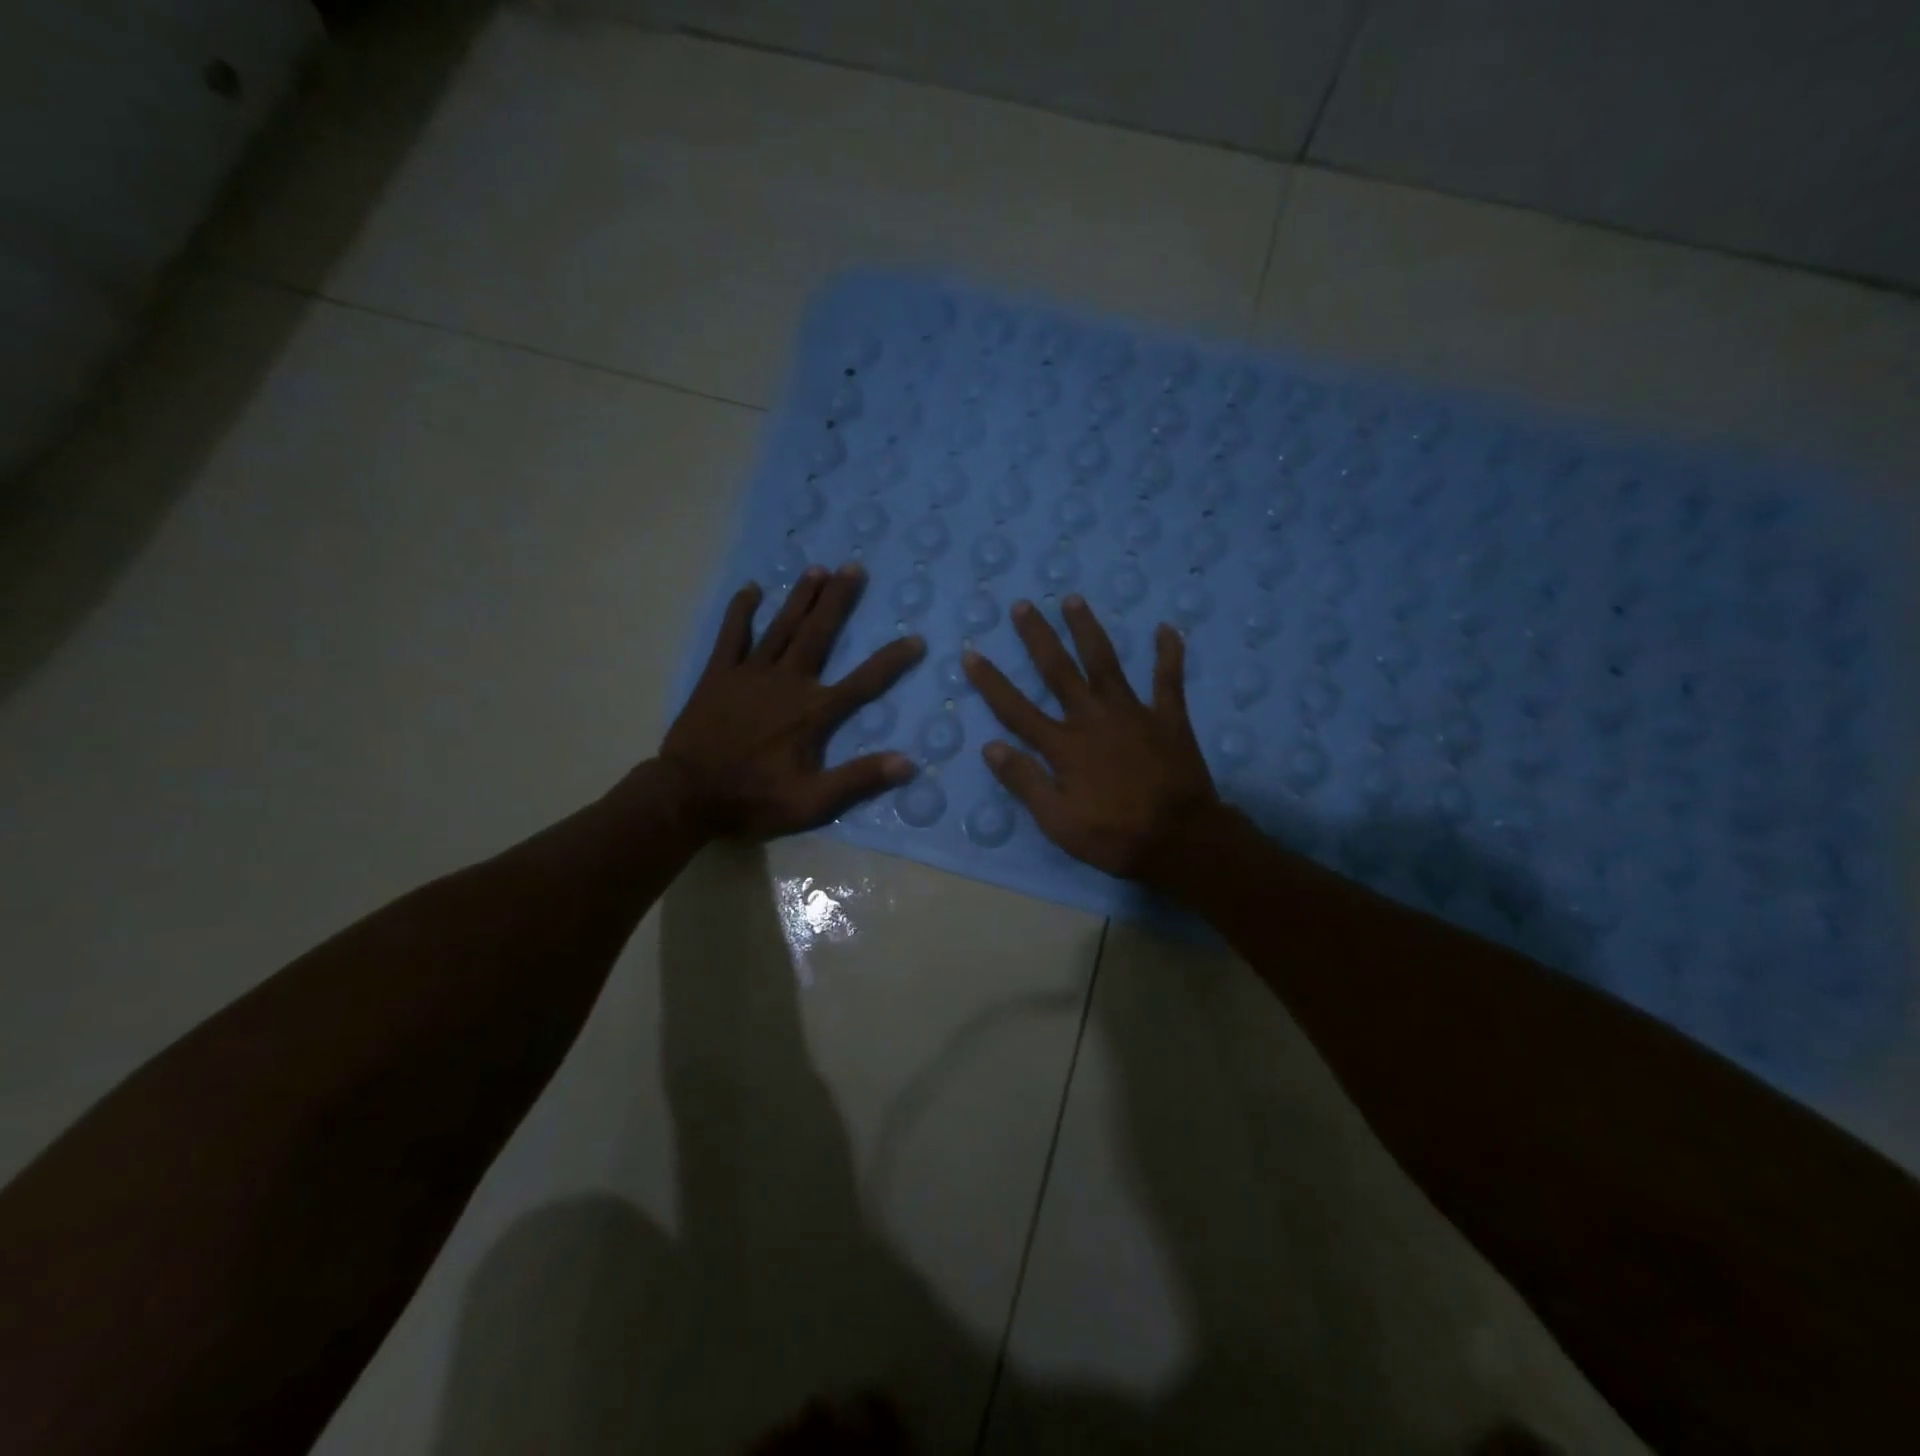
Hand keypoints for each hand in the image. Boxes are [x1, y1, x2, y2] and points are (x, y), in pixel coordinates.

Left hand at [660, 563, 921, 838]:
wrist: (687, 795)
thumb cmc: (753, 799)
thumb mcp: (812, 802)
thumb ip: (859, 779)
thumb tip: (907, 763)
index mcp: (812, 712)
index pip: (864, 682)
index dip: (892, 660)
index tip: (916, 639)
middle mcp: (787, 682)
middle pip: (819, 634)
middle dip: (838, 600)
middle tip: (855, 568)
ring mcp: (750, 674)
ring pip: (781, 627)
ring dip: (801, 597)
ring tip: (818, 568)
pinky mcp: (719, 675)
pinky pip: (732, 635)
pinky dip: (741, 611)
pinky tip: (752, 589)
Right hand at [964, 594, 1218, 879]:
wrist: (1180, 840)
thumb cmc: (1114, 836)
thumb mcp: (1057, 821)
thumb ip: (1024, 781)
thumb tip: (990, 747)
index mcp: (1063, 745)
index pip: (1016, 708)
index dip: (992, 681)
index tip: (971, 653)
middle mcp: (1092, 718)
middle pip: (1058, 670)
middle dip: (1038, 637)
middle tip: (1024, 605)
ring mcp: (1132, 713)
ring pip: (1105, 662)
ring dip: (1087, 629)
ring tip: (1073, 599)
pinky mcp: (1168, 718)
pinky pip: (1168, 679)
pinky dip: (1168, 653)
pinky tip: (1166, 628)